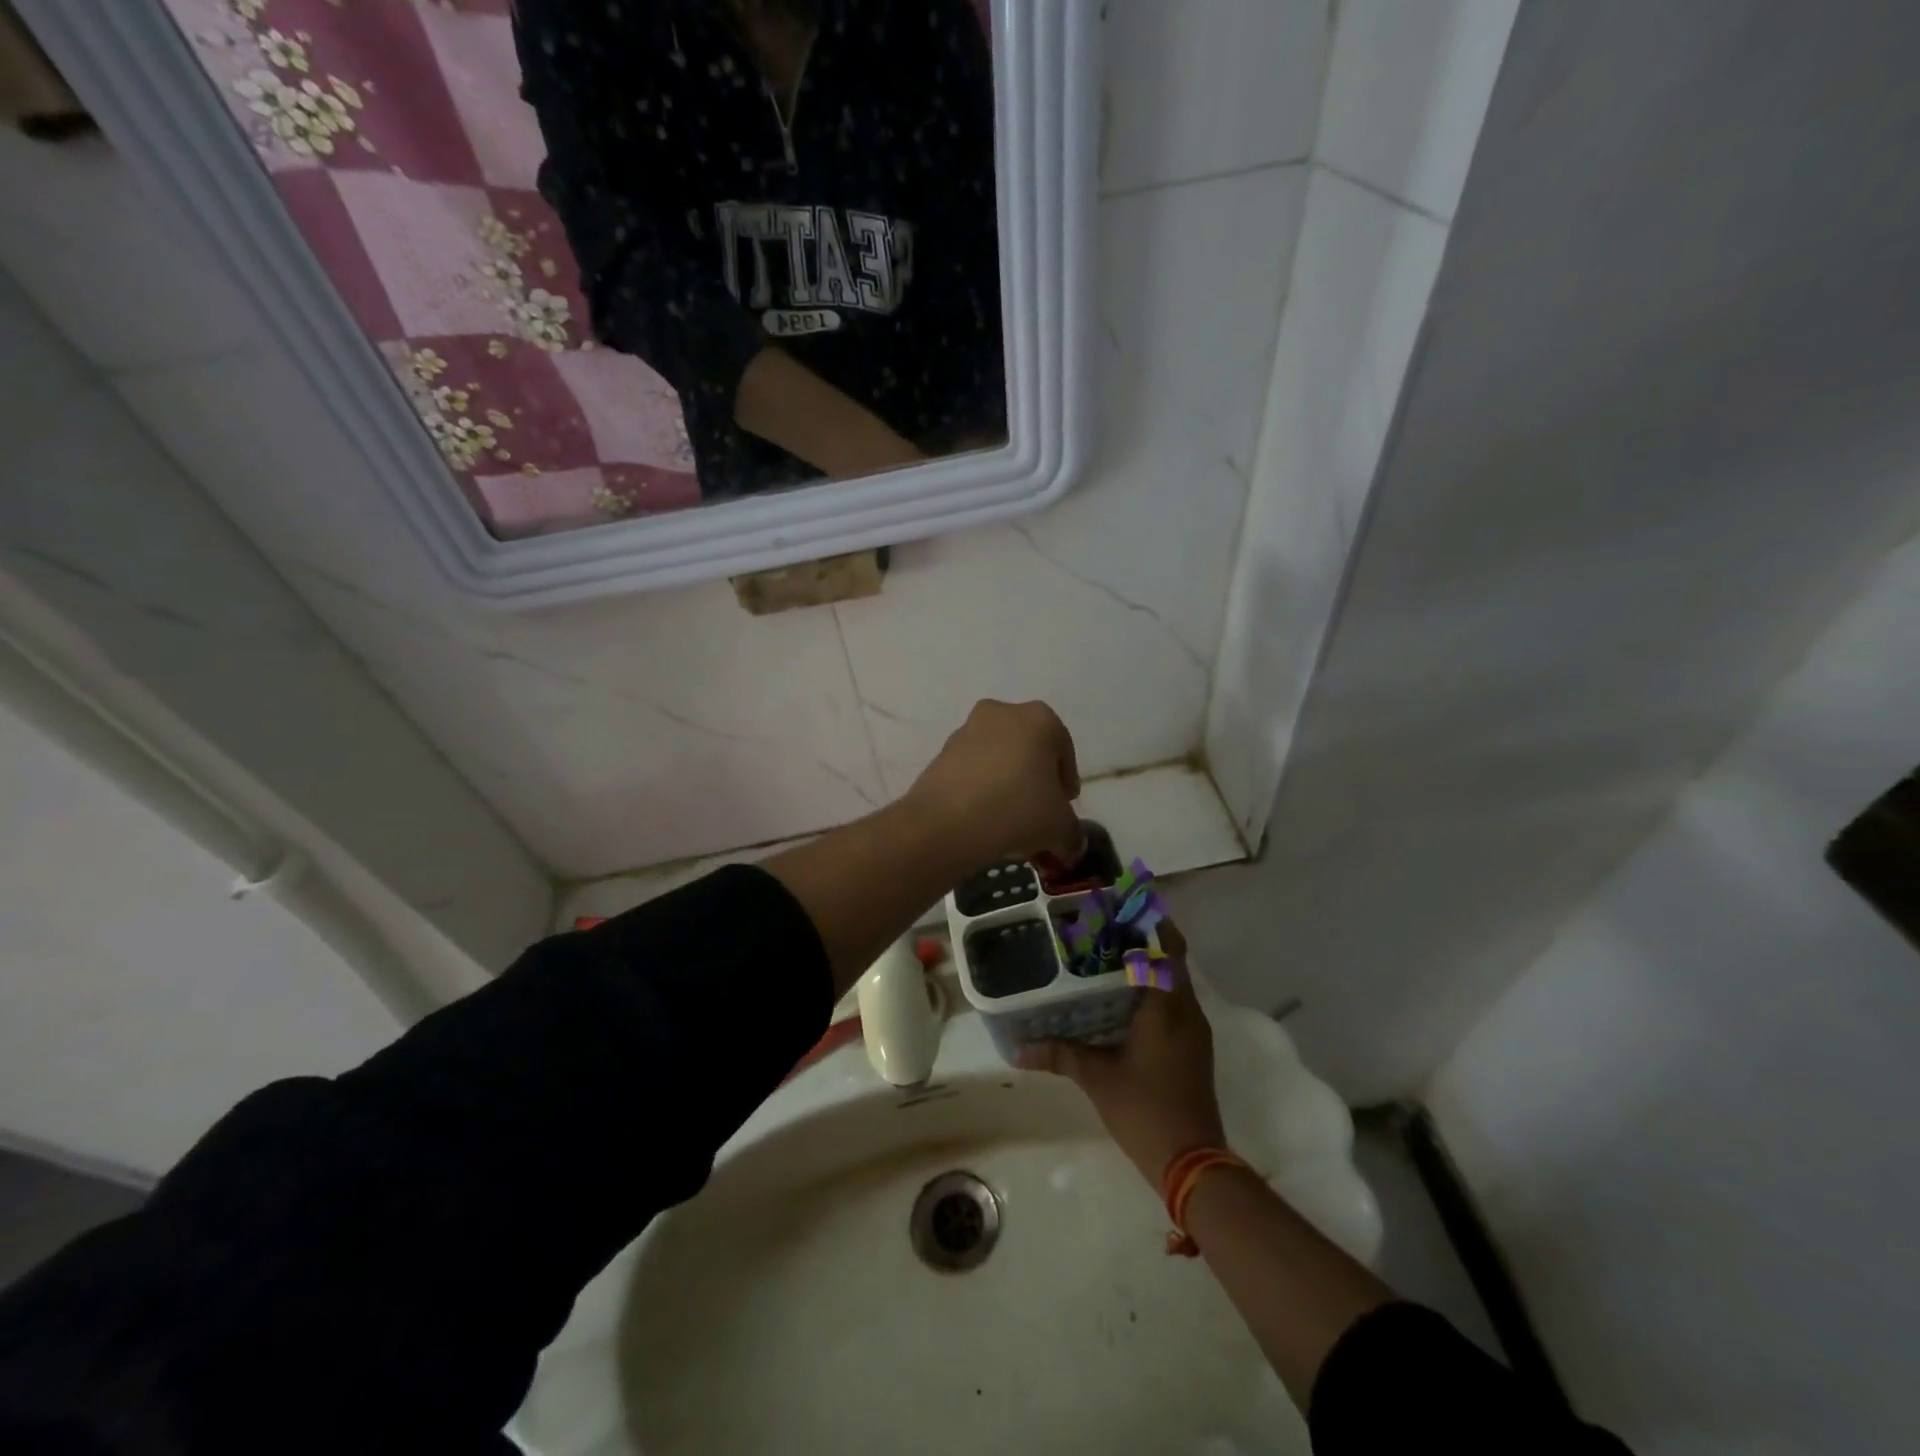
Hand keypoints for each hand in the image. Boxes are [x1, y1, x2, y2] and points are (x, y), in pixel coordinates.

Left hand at [903, 699, 1081, 867]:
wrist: (945, 822)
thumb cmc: (1016, 810)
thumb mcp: (1060, 828)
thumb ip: (1072, 833)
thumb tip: (1070, 843)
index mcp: (1039, 719)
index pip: (1063, 750)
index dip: (1066, 782)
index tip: (1064, 807)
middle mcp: (1002, 713)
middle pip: (1029, 750)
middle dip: (1036, 781)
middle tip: (1039, 814)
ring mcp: (967, 730)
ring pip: (998, 759)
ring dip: (1007, 784)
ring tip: (1009, 821)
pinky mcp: (941, 752)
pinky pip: (972, 770)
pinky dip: (981, 789)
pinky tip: (984, 819)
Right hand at [1018, 923, 1228, 1182]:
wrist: (1192, 1162)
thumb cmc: (1145, 1109)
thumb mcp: (1097, 1078)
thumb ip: (1059, 1055)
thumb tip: (1017, 1050)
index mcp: (1167, 1006)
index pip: (1168, 946)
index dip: (1152, 920)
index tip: (1124, 904)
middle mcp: (1187, 1010)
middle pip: (1171, 960)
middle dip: (1143, 941)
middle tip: (1103, 929)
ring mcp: (1194, 1031)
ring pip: (1174, 983)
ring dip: (1149, 967)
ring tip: (1107, 959)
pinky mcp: (1194, 1049)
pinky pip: (1175, 1004)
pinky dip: (1153, 992)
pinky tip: (1123, 1002)